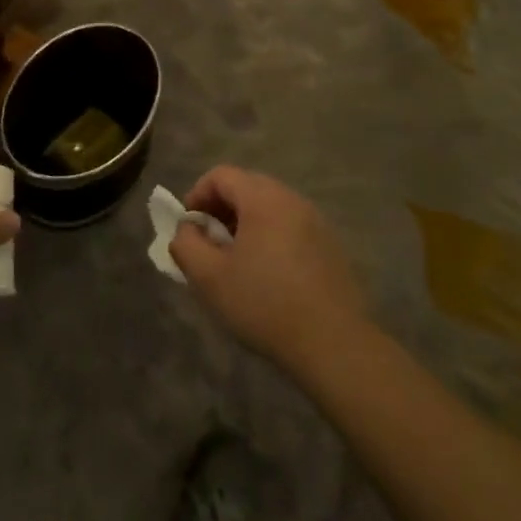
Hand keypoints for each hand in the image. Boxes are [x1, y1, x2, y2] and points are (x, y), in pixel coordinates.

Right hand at [169, 166, 367, 368]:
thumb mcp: (208, 277)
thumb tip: (187, 230)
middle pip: (247, 187)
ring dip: (245, 225)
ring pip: (269, 208)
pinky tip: (266, 275)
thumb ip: (186, 244)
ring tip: (235, 261)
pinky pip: (290, 227)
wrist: (334, 344)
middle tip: (208, 243)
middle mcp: (292, 201)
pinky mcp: (330, 247)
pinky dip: (269, 238)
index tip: (188, 228)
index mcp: (263, 199)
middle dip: (220, 209)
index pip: (221, 175)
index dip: (196, 195)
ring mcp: (316, 223)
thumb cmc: (264, 304)